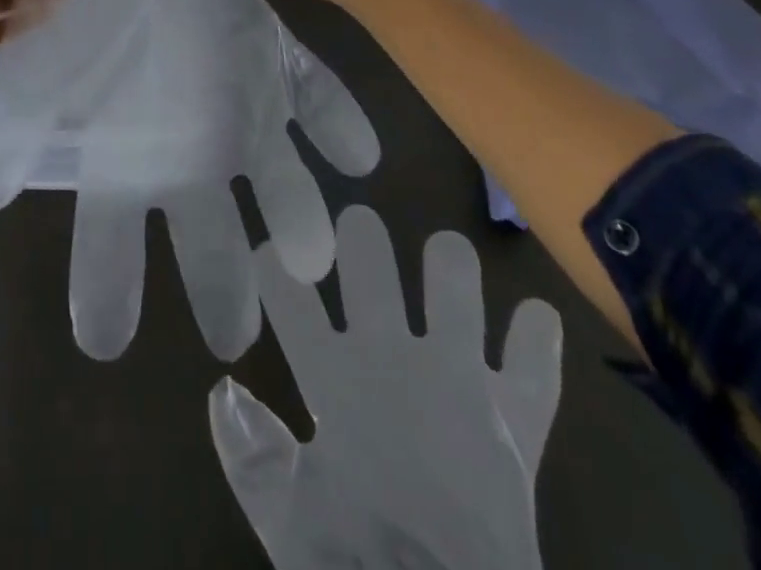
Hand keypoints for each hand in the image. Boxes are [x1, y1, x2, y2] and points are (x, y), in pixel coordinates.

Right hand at [209, 207, 561, 569]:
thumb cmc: (358, 568)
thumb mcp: (286, 522)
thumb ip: (248, 455)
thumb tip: (222, 389)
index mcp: (336, 382)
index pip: (289, 300)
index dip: (272, 266)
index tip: (266, 250)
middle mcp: (394, 360)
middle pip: (369, 263)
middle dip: (359, 234)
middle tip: (357, 226)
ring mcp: (461, 382)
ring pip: (455, 284)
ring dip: (449, 263)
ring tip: (446, 255)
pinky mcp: (515, 418)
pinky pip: (535, 364)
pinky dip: (537, 338)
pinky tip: (536, 317)